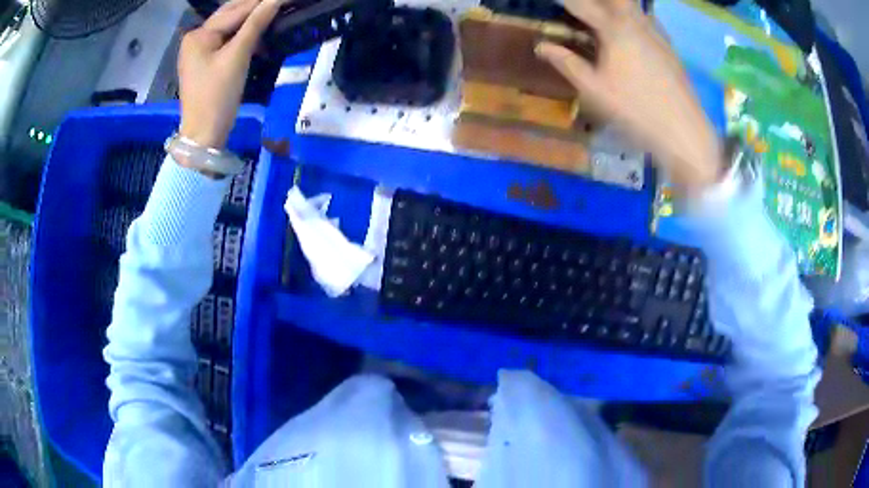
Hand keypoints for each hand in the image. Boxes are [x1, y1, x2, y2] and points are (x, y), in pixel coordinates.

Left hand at [178, 0, 283, 148]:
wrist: (204, 135)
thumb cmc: (217, 96)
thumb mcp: (237, 57)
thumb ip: (256, 24)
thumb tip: (275, 0)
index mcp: (199, 35)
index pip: (236, 10)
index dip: (263, 2)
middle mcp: (195, 38)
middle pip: (229, 14)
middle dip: (255, 7)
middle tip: (280, 3)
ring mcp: (198, 50)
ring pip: (229, 26)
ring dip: (251, 20)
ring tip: (274, 14)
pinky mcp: (204, 62)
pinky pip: (226, 40)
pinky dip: (242, 35)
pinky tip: (259, 34)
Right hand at [536, 0, 723, 192]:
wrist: (684, 132)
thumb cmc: (636, 110)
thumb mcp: (594, 90)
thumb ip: (567, 63)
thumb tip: (541, 46)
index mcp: (615, 28)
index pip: (581, 4)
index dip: (565, 2)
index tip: (553, 2)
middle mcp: (637, 22)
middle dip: (596, 1)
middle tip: (581, 9)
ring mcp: (657, 34)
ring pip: (633, 7)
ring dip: (615, 6)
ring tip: (602, 15)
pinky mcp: (669, 48)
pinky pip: (646, 20)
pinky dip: (632, 18)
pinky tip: (629, 32)